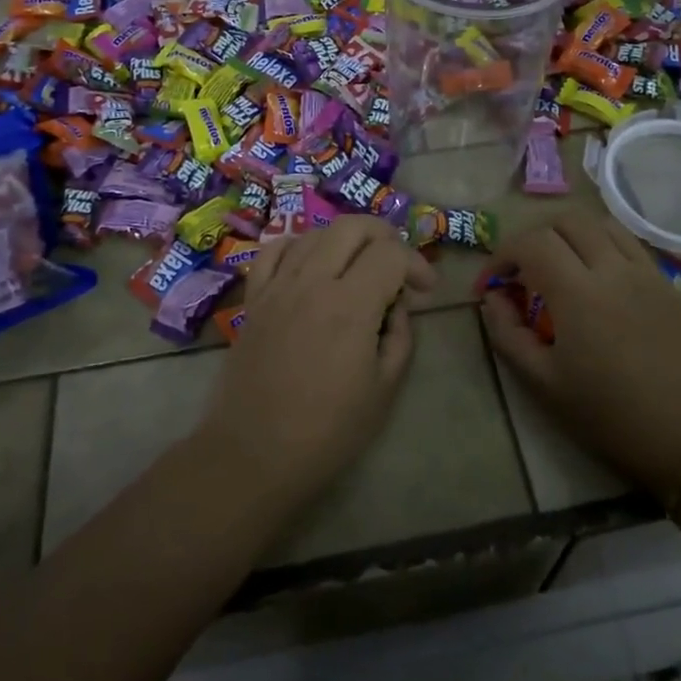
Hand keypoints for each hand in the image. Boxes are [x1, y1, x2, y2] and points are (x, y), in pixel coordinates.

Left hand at [200, 216, 436, 504]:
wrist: (254, 454)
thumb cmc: (327, 431)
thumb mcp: (384, 388)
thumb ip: (400, 335)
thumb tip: (397, 305)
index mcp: (350, 305)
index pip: (391, 253)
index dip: (417, 263)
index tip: (426, 290)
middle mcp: (313, 281)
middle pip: (353, 226)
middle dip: (384, 236)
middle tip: (397, 265)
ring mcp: (278, 286)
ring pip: (316, 232)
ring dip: (346, 240)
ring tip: (358, 267)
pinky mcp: (254, 298)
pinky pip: (275, 250)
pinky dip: (300, 246)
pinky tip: (311, 265)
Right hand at [479, 212, 680, 497]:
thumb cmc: (607, 413)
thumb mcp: (542, 382)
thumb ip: (507, 333)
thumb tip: (493, 298)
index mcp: (578, 294)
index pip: (532, 243)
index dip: (503, 254)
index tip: (493, 283)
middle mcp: (613, 269)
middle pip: (565, 221)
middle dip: (534, 238)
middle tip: (523, 271)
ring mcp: (645, 271)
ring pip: (599, 223)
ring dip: (569, 234)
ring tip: (558, 265)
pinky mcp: (666, 281)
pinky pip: (628, 241)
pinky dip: (601, 242)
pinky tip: (595, 273)